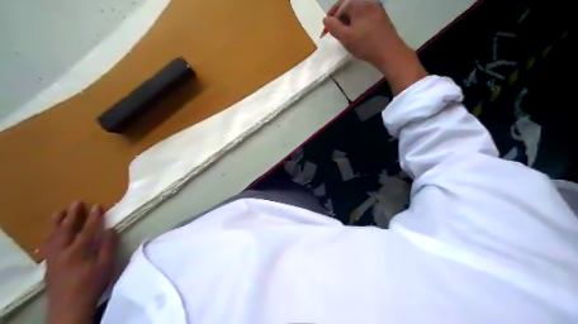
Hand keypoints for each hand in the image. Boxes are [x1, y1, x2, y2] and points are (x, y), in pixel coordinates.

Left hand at [40, 201, 117, 321]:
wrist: (70, 305)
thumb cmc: (93, 283)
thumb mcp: (107, 265)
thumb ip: (109, 246)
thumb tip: (110, 229)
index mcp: (78, 251)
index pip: (87, 229)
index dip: (93, 217)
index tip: (98, 205)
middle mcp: (62, 252)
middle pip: (66, 230)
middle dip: (72, 215)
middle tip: (76, 203)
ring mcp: (53, 258)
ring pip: (52, 237)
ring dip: (56, 223)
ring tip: (59, 212)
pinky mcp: (49, 265)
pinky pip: (47, 246)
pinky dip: (49, 236)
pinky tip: (51, 234)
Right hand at [321, 0, 428, 94]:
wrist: (390, 53)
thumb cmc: (365, 44)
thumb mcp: (345, 37)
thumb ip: (333, 27)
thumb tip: (326, 19)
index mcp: (359, 4)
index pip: (340, 6)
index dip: (331, 17)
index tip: (326, 29)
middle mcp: (369, 3)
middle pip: (350, 8)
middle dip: (340, 20)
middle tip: (335, 33)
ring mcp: (378, 10)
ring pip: (358, 14)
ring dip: (349, 23)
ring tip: (346, 36)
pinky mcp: (383, 19)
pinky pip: (366, 18)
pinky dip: (359, 25)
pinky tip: (358, 36)